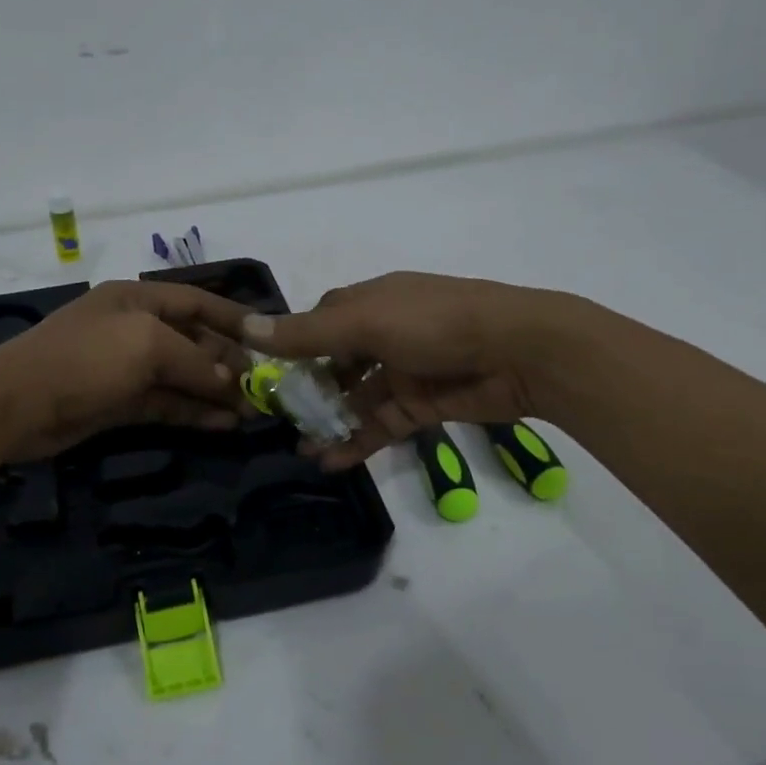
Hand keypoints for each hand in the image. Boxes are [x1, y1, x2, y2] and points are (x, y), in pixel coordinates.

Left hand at [0, 281, 251, 462]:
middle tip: (263, 389)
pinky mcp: (118, 402)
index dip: (233, 318)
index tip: (269, 338)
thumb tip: (231, 384)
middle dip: (227, 364)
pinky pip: (165, 404)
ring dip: (214, 393)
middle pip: (193, 342)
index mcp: (137, 299)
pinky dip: (192, 412)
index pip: (197, 301)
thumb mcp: (147, 346)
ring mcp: (125, 368)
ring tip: (250, 413)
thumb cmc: (84, 359)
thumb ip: (196, 362)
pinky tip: (222, 424)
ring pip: (182, 377)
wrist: (14, 404)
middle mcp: (134, 329)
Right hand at [242, 271, 572, 468]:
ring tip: (300, 447)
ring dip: (328, 422)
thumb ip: (306, 334)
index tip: (262, 374)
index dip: (290, 346)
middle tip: (277, 420)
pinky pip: (379, 425)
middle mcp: (382, 334)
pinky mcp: (421, 405)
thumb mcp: (364, 322)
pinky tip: (330, 461)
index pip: (318, 323)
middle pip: (333, 364)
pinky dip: (356, 442)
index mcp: (367, 303)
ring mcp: (402, 372)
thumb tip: (245, 327)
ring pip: (354, 399)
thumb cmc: (434, 324)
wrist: (520, 352)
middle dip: (306, 392)